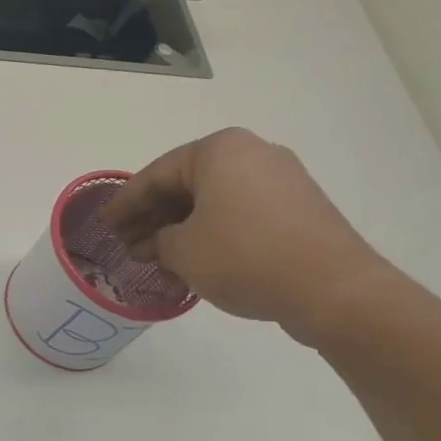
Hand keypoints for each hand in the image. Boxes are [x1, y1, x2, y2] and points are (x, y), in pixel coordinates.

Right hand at [102, 128, 394, 344]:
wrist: (335, 291)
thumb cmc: (245, 257)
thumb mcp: (183, 251)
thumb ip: (159, 241)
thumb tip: (161, 244)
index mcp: (219, 149)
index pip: (156, 174)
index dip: (126, 202)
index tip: (105, 223)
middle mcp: (252, 153)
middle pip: (186, 184)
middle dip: (154, 217)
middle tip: (129, 244)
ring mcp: (281, 180)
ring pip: (214, 201)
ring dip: (182, 228)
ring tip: (158, 258)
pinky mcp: (300, 209)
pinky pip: (241, 214)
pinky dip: (213, 233)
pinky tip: (195, 261)